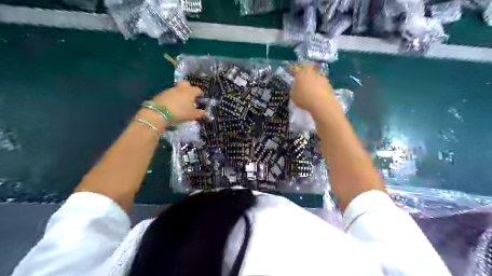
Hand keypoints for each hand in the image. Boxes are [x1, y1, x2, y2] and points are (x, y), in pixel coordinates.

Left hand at [153, 81, 206, 123]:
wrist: (159, 113)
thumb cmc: (180, 112)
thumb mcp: (192, 115)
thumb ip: (200, 113)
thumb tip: (206, 113)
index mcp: (190, 91)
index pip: (198, 90)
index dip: (200, 94)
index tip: (200, 99)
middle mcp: (181, 88)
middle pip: (186, 84)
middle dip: (189, 88)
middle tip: (190, 97)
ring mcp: (170, 89)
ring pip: (177, 89)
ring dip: (180, 94)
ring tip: (181, 103)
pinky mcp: (162, 93)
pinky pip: (170, 93)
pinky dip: (173, 97)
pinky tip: (172, 105)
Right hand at [290, 63, 340, 117]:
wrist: (321, 103)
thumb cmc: (304, 100)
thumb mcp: (294, 98)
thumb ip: (295, 91)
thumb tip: (297, 89)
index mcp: (300, 76)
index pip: (298, 69)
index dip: (297, 70)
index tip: (297, 72)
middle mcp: (311, 74)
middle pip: (309, 68)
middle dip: (308, 70)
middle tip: (307, 76)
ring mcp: (321, 78)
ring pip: (316, 76)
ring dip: (315, 80)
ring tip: (314, 88)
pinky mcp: (328, 83)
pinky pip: (322, 83)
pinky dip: (321, 86)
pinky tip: (320, 93)